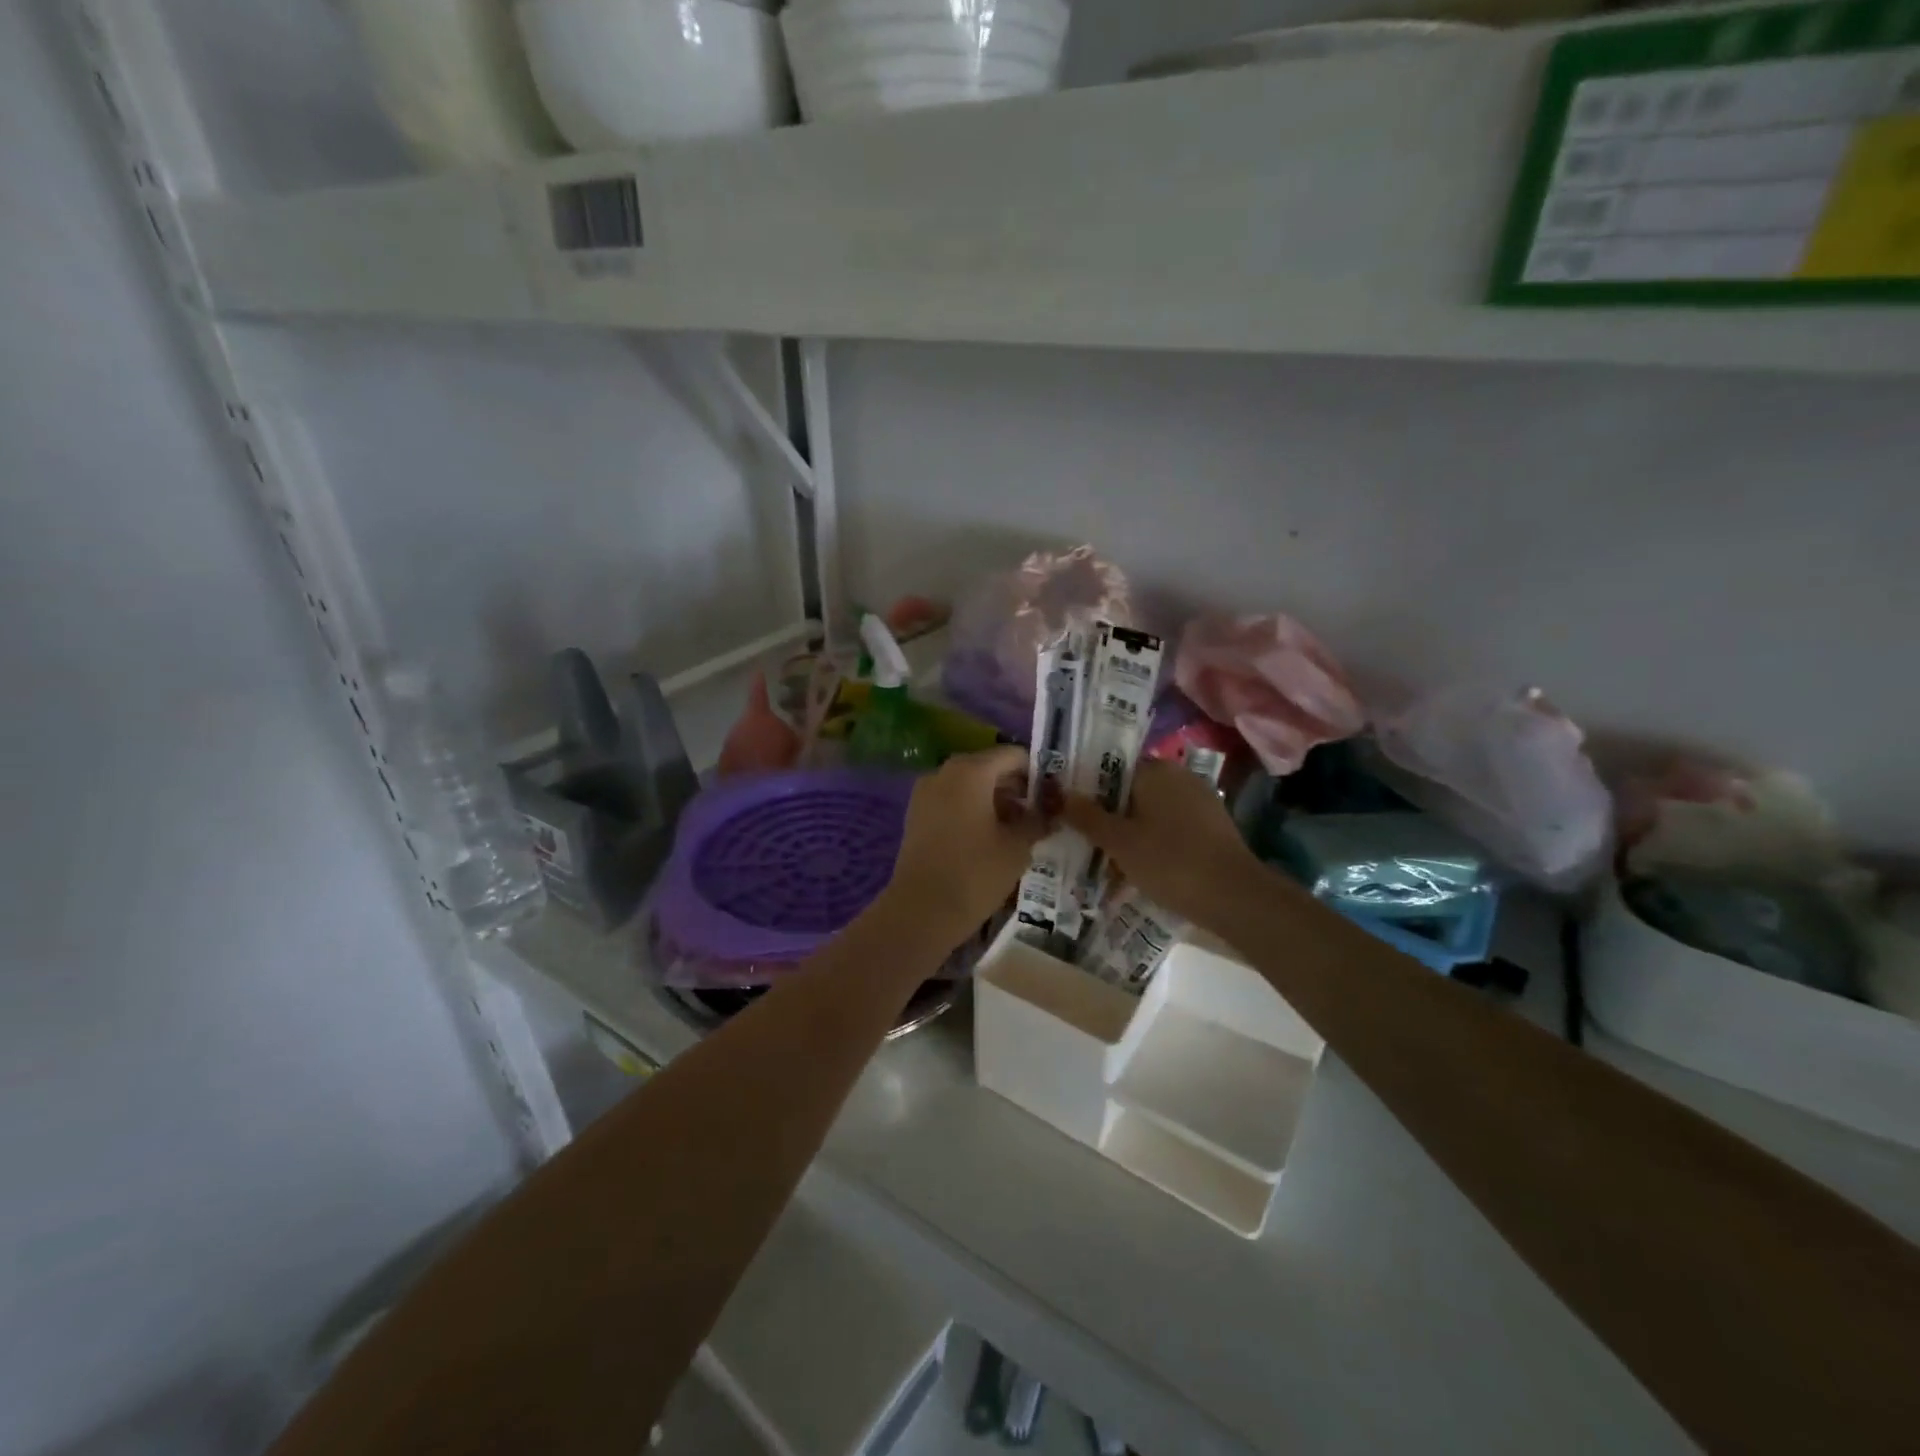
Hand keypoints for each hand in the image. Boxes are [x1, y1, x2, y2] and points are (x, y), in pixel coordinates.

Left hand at [886, 747, 1046, 944]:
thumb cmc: (975, 873)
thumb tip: (1049, 813)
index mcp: (971, 771)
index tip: (1053, 795)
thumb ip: (1037, 821)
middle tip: (1039, 813)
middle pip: (989, 767)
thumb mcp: (1017, 847)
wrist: (922, 911)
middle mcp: (945, 772)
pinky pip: (951, 801)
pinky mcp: (916, 815)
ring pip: (969, 785)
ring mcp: (926, 793)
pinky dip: (972, 810)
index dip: (1037, 772)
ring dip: (994, 800)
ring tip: (1017, 829)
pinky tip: (989, 837)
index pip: (1013, 755)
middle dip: (1015, 787)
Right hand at [1061, 759, 1262, 926]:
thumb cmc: (1170, 861)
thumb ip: (1087, 816)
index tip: (1068, 809)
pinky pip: (1171, 827)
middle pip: (1131, 790)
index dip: (1087, 787)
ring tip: (1106, 857)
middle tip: (1082, 837)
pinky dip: (1153, 841)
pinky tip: (1139, 866)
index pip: (1111, 767)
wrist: (1235, 897)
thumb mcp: (1118, 841)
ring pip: (1151, 811)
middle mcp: (1179, 777)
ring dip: (1130, 830)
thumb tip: (1060, 794)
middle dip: (1108, 812)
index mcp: (1155, 770)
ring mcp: (1200, 801)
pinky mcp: (1212, 827)